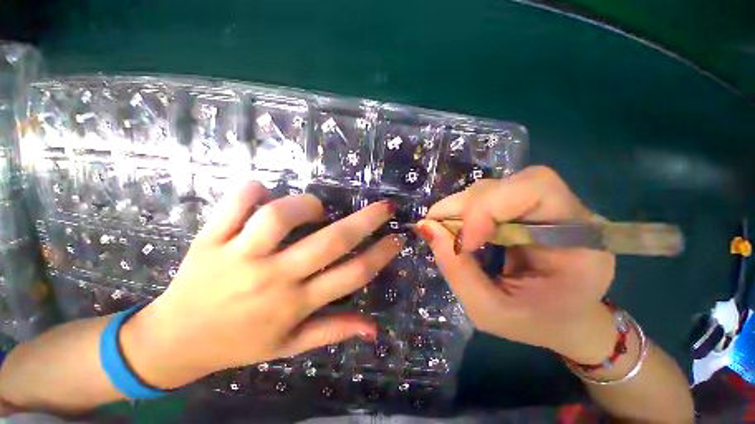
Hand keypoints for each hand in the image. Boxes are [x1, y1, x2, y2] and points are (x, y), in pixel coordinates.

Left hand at [121, 181, 403, 388]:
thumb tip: (374, 329)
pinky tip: (263, 192)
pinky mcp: (210, 239)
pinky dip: (253, 190)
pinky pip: (235, 203)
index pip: (351, 275)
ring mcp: (239, 256)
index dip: (380, 255)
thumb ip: (333, 331)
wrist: (174, 341)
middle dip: (365, 220)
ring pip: (279, 217)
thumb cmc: (238, 344)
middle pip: (329, 242)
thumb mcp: (289, 347)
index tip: (397, 238)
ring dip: (306, 205)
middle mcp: (273, 277)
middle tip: (384, 207)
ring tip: (315, 208)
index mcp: (295, 304)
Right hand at [415, 166, 616, 362]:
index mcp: (581, 242)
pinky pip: (488, 197)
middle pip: (507, 185)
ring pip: (493, 187)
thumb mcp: (489, 310)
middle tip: (437, 231)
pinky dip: (464, 211)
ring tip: (447, 234)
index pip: (536, 189)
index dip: (487, 208)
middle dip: (464, 208)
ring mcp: (546, 206)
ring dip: (460, 209)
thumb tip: (426, 227)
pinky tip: (459, 230)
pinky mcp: (525, 207)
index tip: (463, 243)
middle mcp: (568, 212)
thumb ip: (456, 269)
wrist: (565, 319)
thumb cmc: (534, 323)